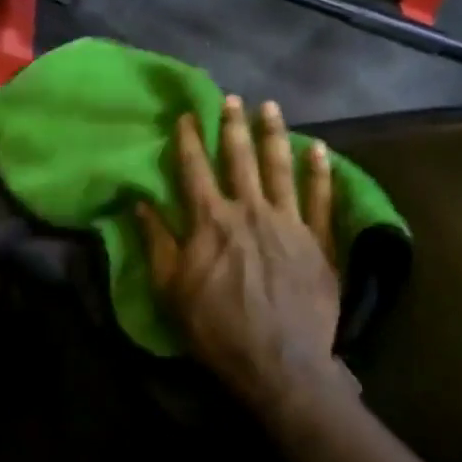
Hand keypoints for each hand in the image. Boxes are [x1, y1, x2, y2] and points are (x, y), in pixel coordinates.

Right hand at [136, 97, 350, 413]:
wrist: (278, 363)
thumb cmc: (215, 327)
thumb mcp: (170, 288)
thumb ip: (157, 241)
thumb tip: (140, 203)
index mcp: (209, 221)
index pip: (194, 169)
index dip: (189, 139)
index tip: (187, 114)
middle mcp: (249, 211)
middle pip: (239, 159)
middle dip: (233, 126)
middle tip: (232, 98)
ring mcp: (288, 223)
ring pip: (280, 169)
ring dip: (274, 135)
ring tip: (271, 108)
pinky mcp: (319, 242)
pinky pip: (322, 200)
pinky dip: (320, 173)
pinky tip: (319, 150)